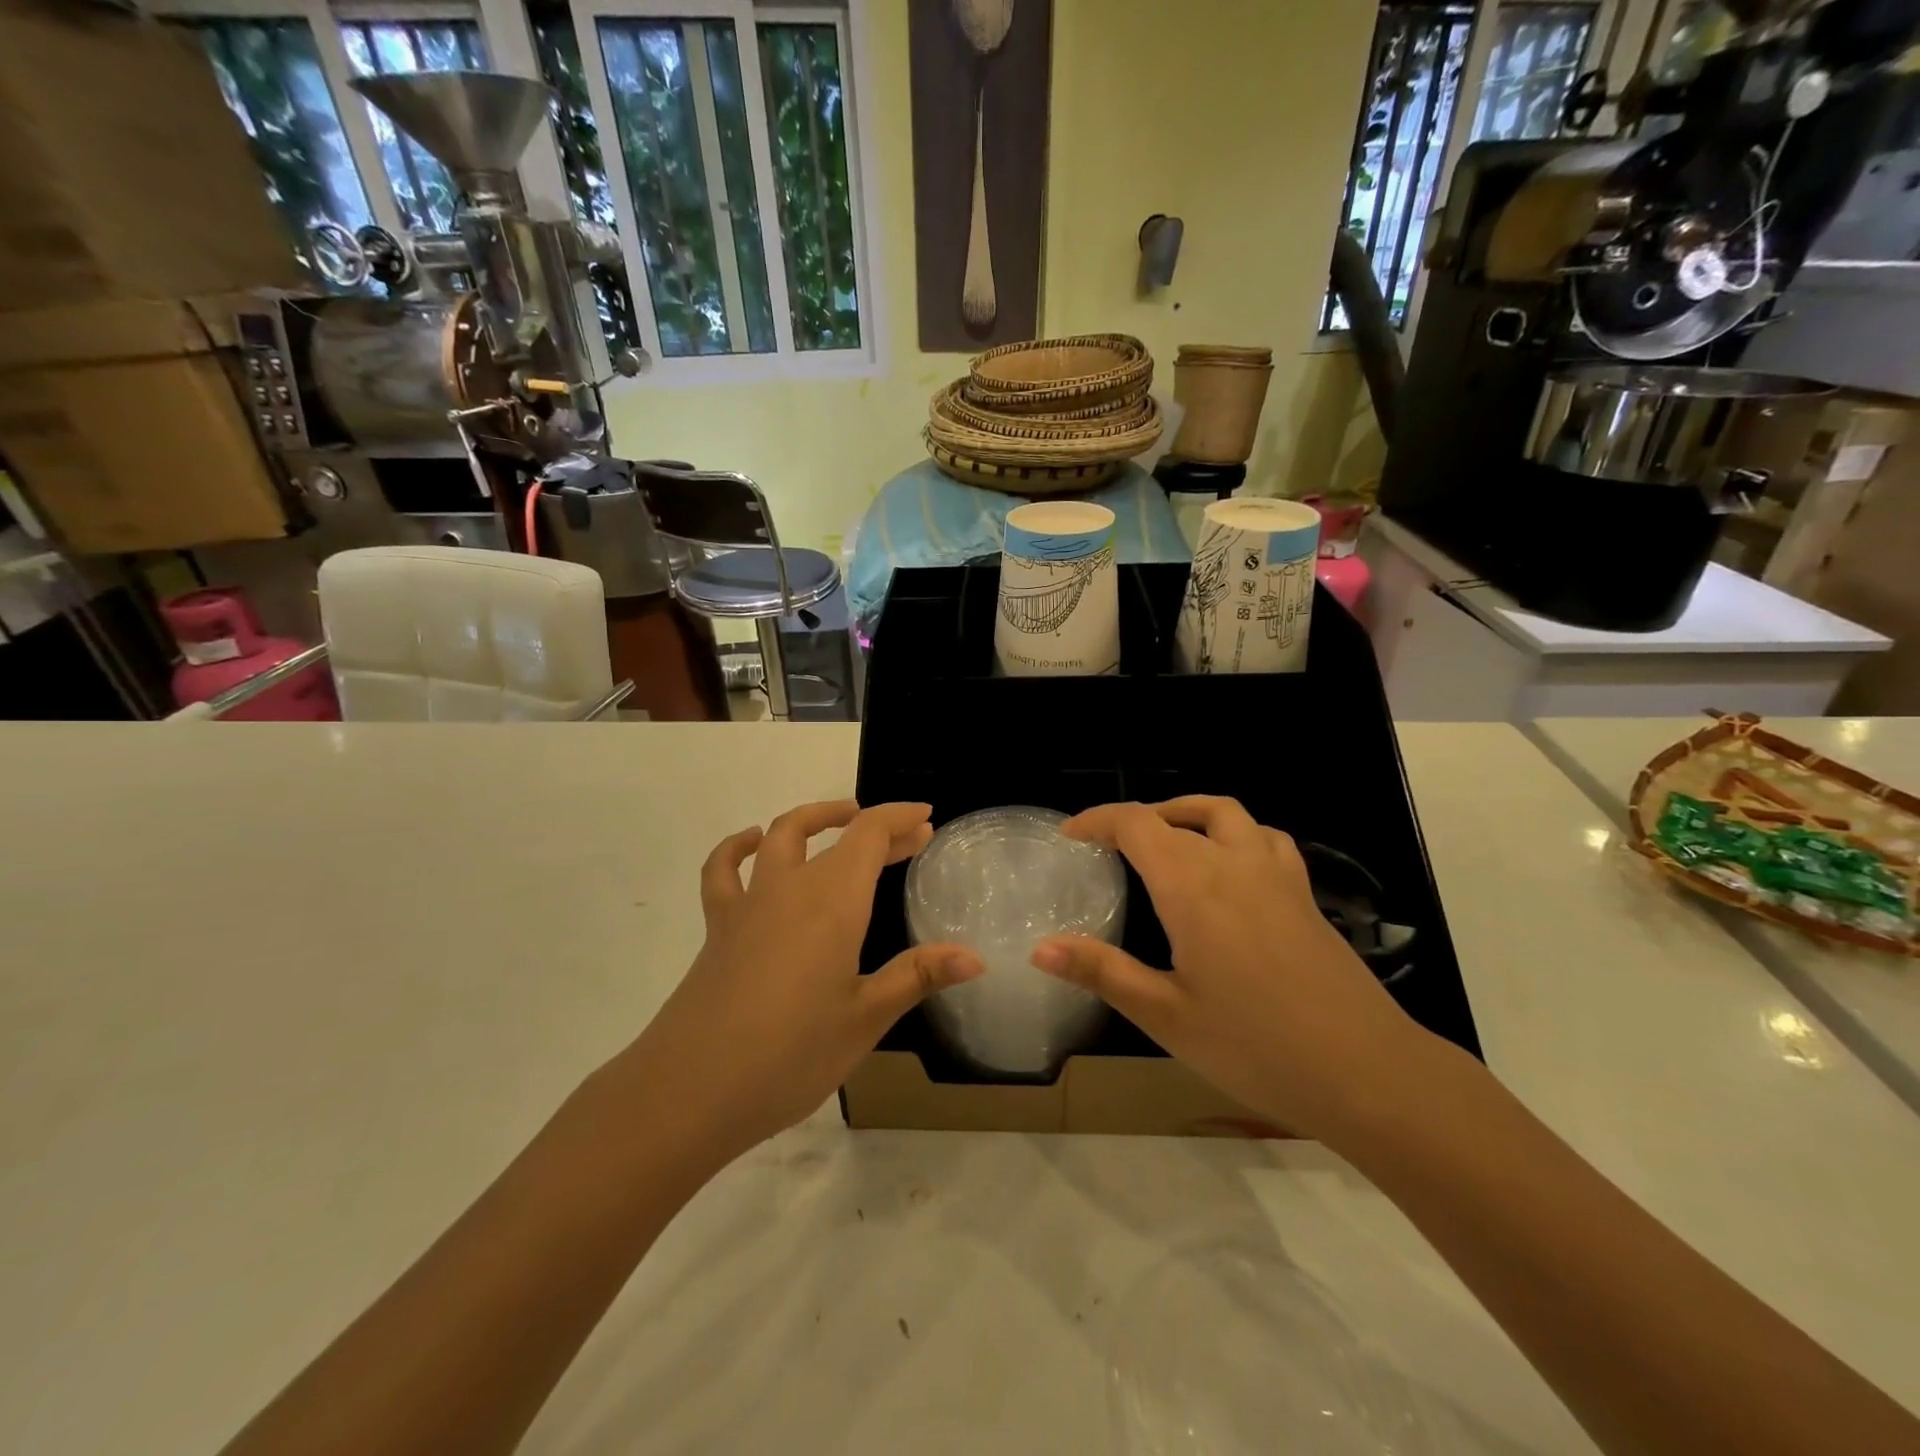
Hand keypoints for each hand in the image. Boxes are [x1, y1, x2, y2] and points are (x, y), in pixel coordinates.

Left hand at [623, 800, 981, 1166]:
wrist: (690, 1091)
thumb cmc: (790, 1055)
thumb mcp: (865, 1018)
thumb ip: (918, 976)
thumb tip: (975, 958)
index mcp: (833, 902)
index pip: (869, 835)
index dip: (900, 818)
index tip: (926, 818)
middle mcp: (790, 888)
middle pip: (836, 835)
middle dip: (877, 829)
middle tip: (911, 838)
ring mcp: (749, 905)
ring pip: (781, 837)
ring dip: (815, 820)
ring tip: (841, 820)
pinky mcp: (719, 928)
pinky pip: (724, 871)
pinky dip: (740, 848)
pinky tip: (753, 844)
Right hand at [1031, 797, 1426, 1140]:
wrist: (1368, 1073)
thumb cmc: (1256, 1047)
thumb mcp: (1166, 1016)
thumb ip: (1102, 972)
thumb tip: (1039, 948)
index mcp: (1193, 887)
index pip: (1137, 825)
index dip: (1098, 820)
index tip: (1070, 834)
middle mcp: (1233, 864)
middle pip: (1175, 817)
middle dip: (1133, 822)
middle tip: (1105, 847)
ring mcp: (1276, 875)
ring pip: (1226, 814)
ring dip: (1186, 814)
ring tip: (1164, 839)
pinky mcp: (1304, 896)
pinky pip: (1265, 839)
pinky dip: (1235, 833)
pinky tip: (1230, 867)